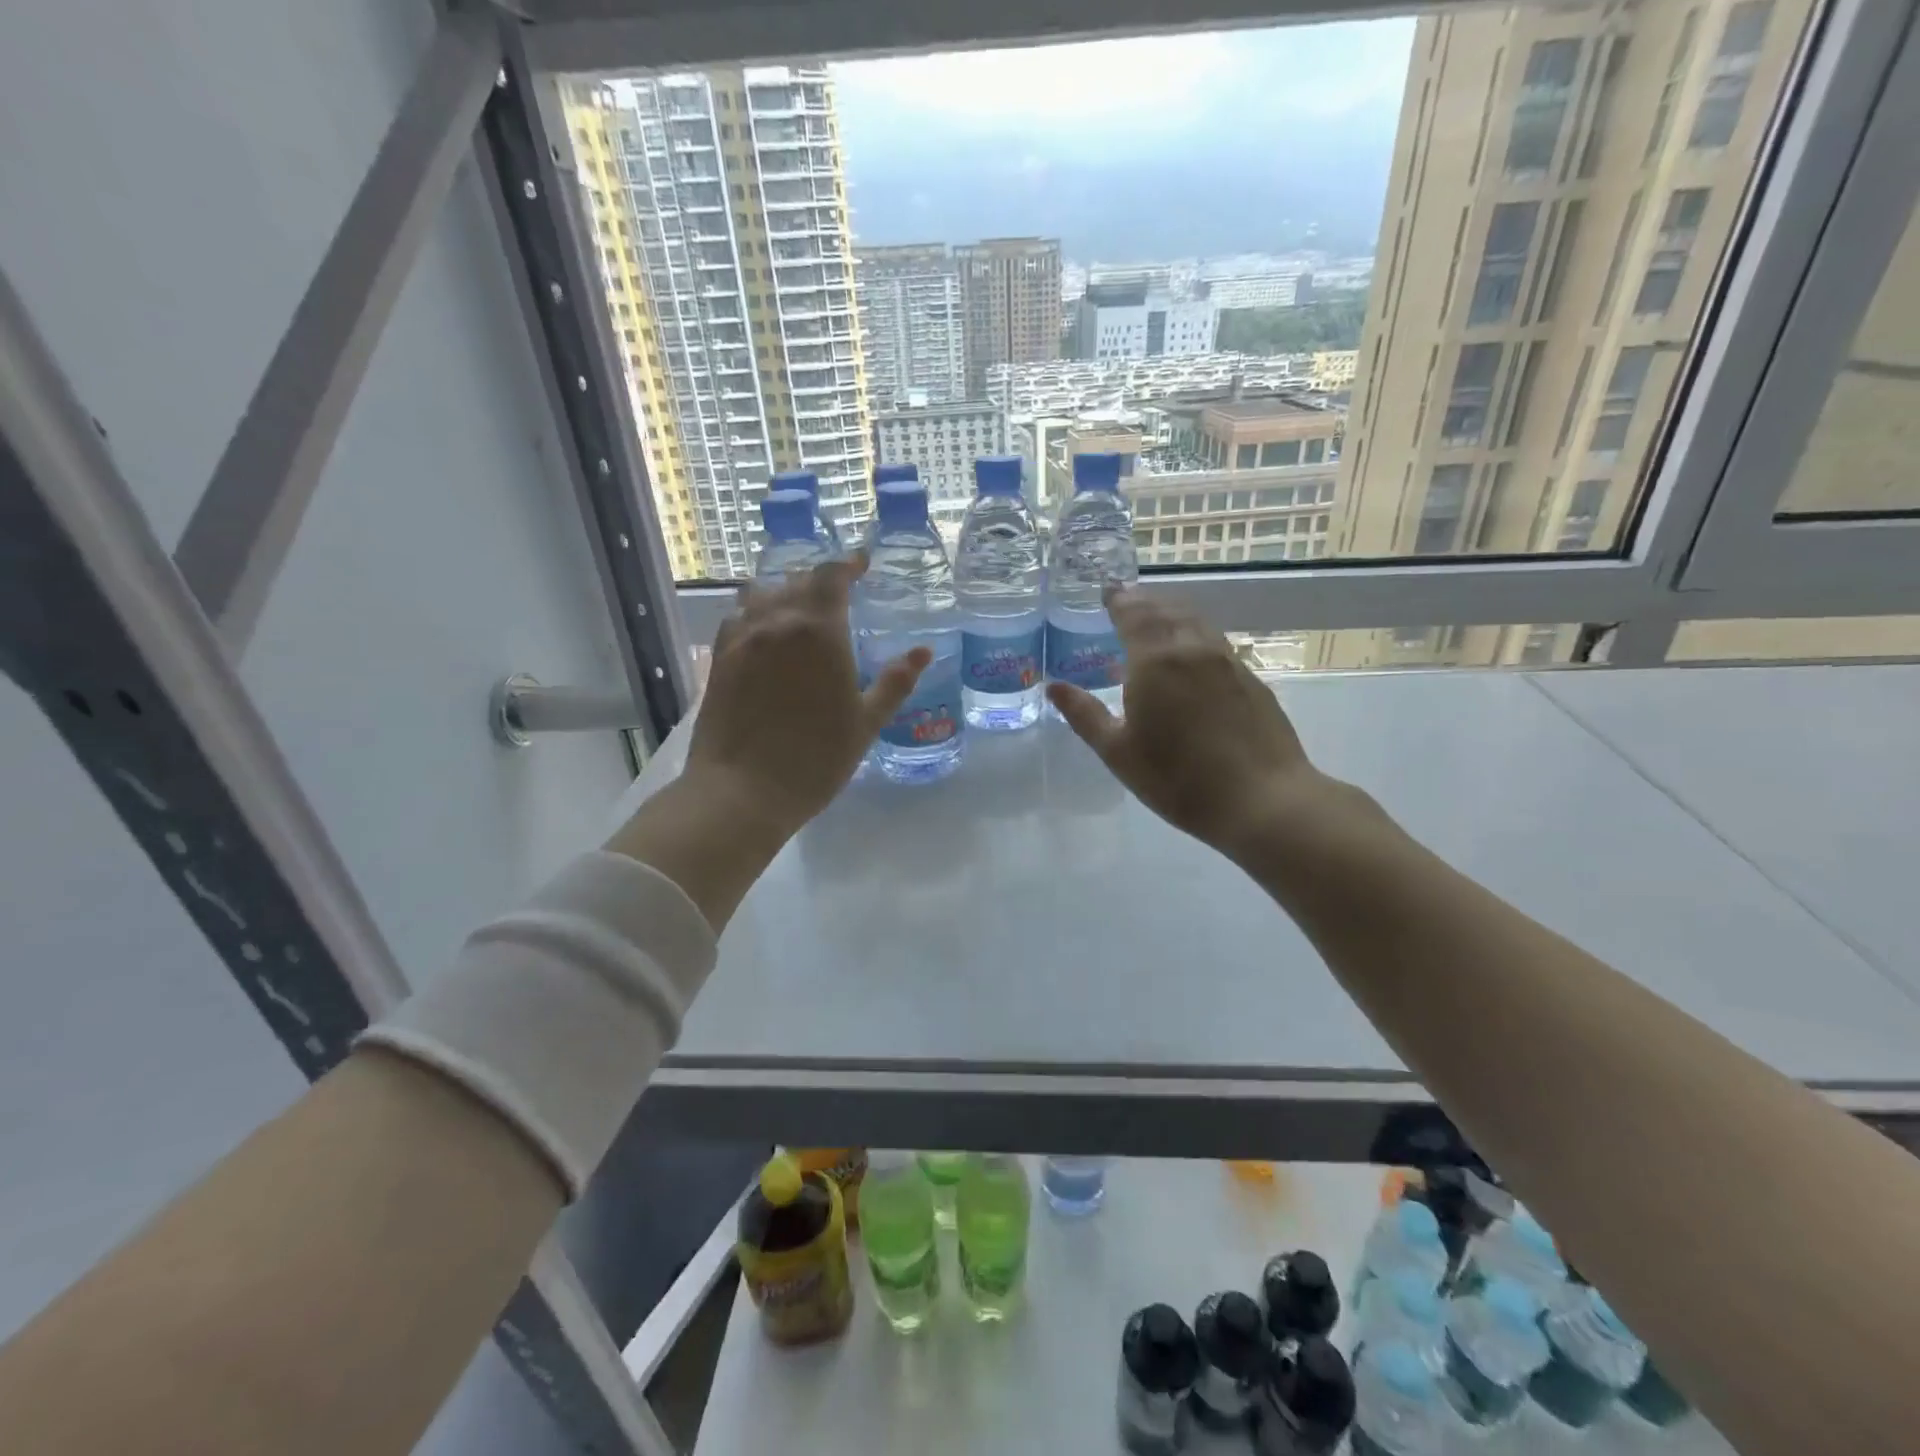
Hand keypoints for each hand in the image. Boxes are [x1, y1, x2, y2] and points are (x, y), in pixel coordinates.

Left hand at [683, 553, 928, 837]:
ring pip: (762, 595)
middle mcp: (776, 622)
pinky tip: (764, 633)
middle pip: (797, 582)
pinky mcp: (718, 660)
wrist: (742, 792)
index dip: (848, 565)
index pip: (832, 577)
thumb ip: (895, 682)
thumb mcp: (865, 722)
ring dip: (785, 594)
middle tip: (838, 594)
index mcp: (819, 631)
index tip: (862, 563)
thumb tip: (923, 651)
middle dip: (820, 582)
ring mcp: (741, 639)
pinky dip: (756, 614)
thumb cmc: (815, 759)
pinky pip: (738, 619)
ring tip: (799, 609)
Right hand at [1045, 588, 1330, 860]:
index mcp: (1155, 661)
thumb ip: (1085, 715)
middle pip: (1166, 610)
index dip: (1118, 600)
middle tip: (1126, 600)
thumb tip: (1054, 687)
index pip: (1134, 613)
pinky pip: (1215, 642)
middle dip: (1143, 601)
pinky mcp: (1251, 679)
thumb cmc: (1178, 779)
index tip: (1106, 591)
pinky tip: (1191, 654)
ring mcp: (1228, 661)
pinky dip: (1194, 635)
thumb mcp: (1118, 752)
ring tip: (1157, 618)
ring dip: (1172, 613)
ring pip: (1195, 622)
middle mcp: (1193, 649)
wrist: (1262, 799)